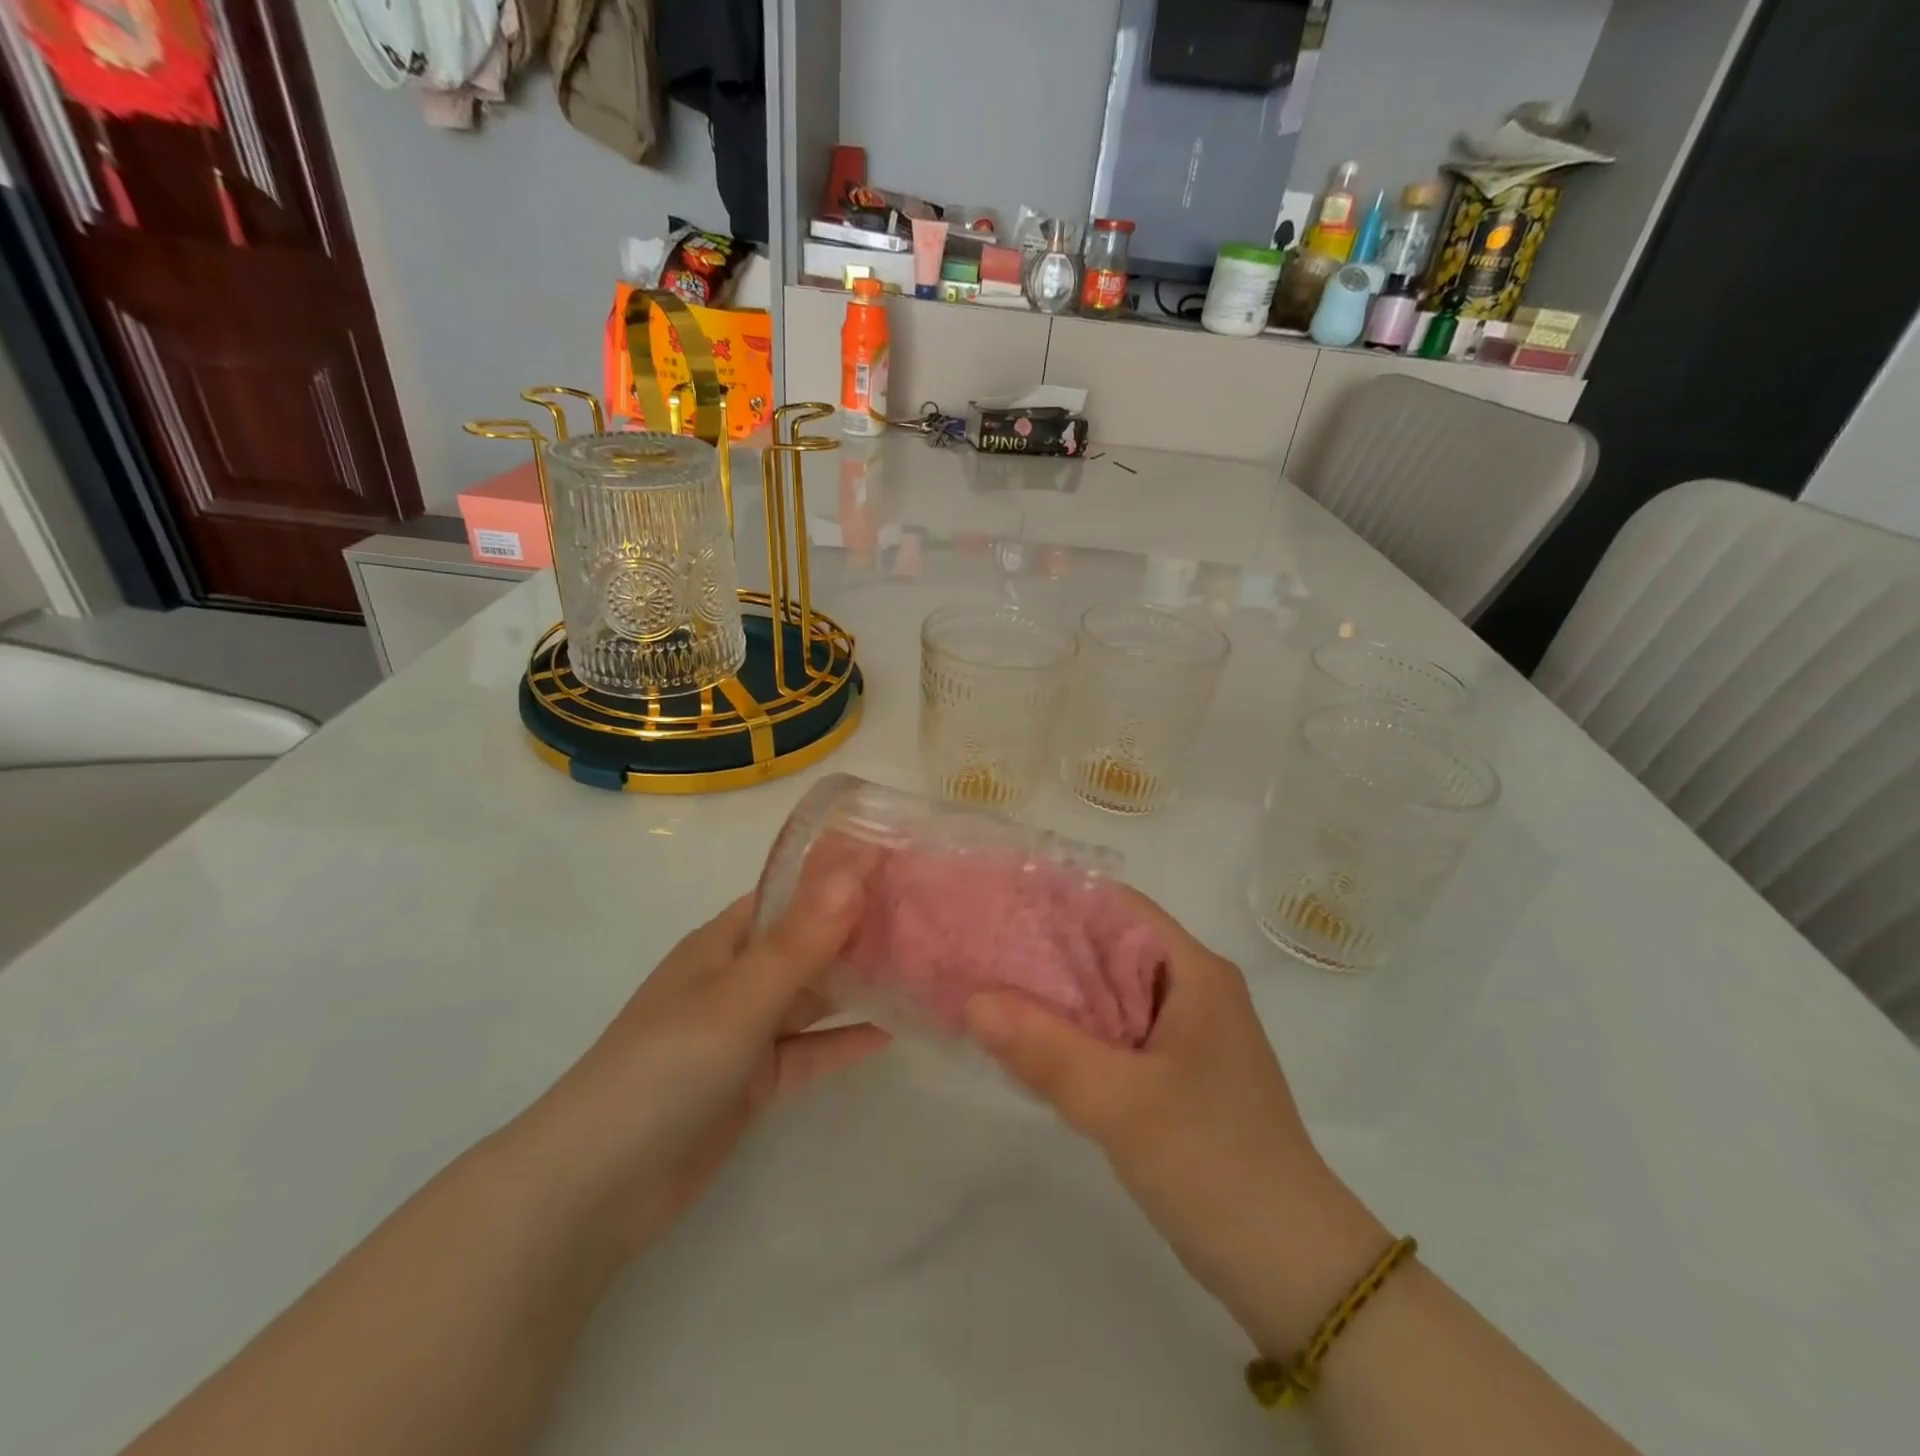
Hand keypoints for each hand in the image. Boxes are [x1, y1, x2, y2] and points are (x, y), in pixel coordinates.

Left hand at [522, 862, 889, 1257]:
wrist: (595, 1189)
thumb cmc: (664, 1069)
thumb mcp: (737, 1000)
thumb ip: (801, 940)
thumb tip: (855, 868)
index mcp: (725, 942)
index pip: (794, 891)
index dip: (843, 874)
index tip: (904, 861)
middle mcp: (737, 978)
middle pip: (809, 942)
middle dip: (861, 929)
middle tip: (930, 915)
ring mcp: (745, 1032)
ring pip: (813, 996)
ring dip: (859, 983)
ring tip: (923, 966)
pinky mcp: (754, 1082)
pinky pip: (809, 1050)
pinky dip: (844, 1040)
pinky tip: (891, 1032)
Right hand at [963, 890, 1388, 1358]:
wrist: (1291, 1268)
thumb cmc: (1214, 1164)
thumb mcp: (1122, 1104)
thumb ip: (1046, 1049)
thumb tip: (974, 999)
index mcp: (1194, 973)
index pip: (1117, 907)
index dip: (1057, 901)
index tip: (997, 907)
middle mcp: (1191, 991)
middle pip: (1108, 948)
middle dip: (1045, 951)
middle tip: (980, 952)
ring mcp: (1185, 1035)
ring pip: (1107, 995)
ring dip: (1056, 996)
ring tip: (990, 992)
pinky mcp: (1175, 1075)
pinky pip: (1113, 1036)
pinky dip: (1073, 1035)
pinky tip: (1029, 1047)